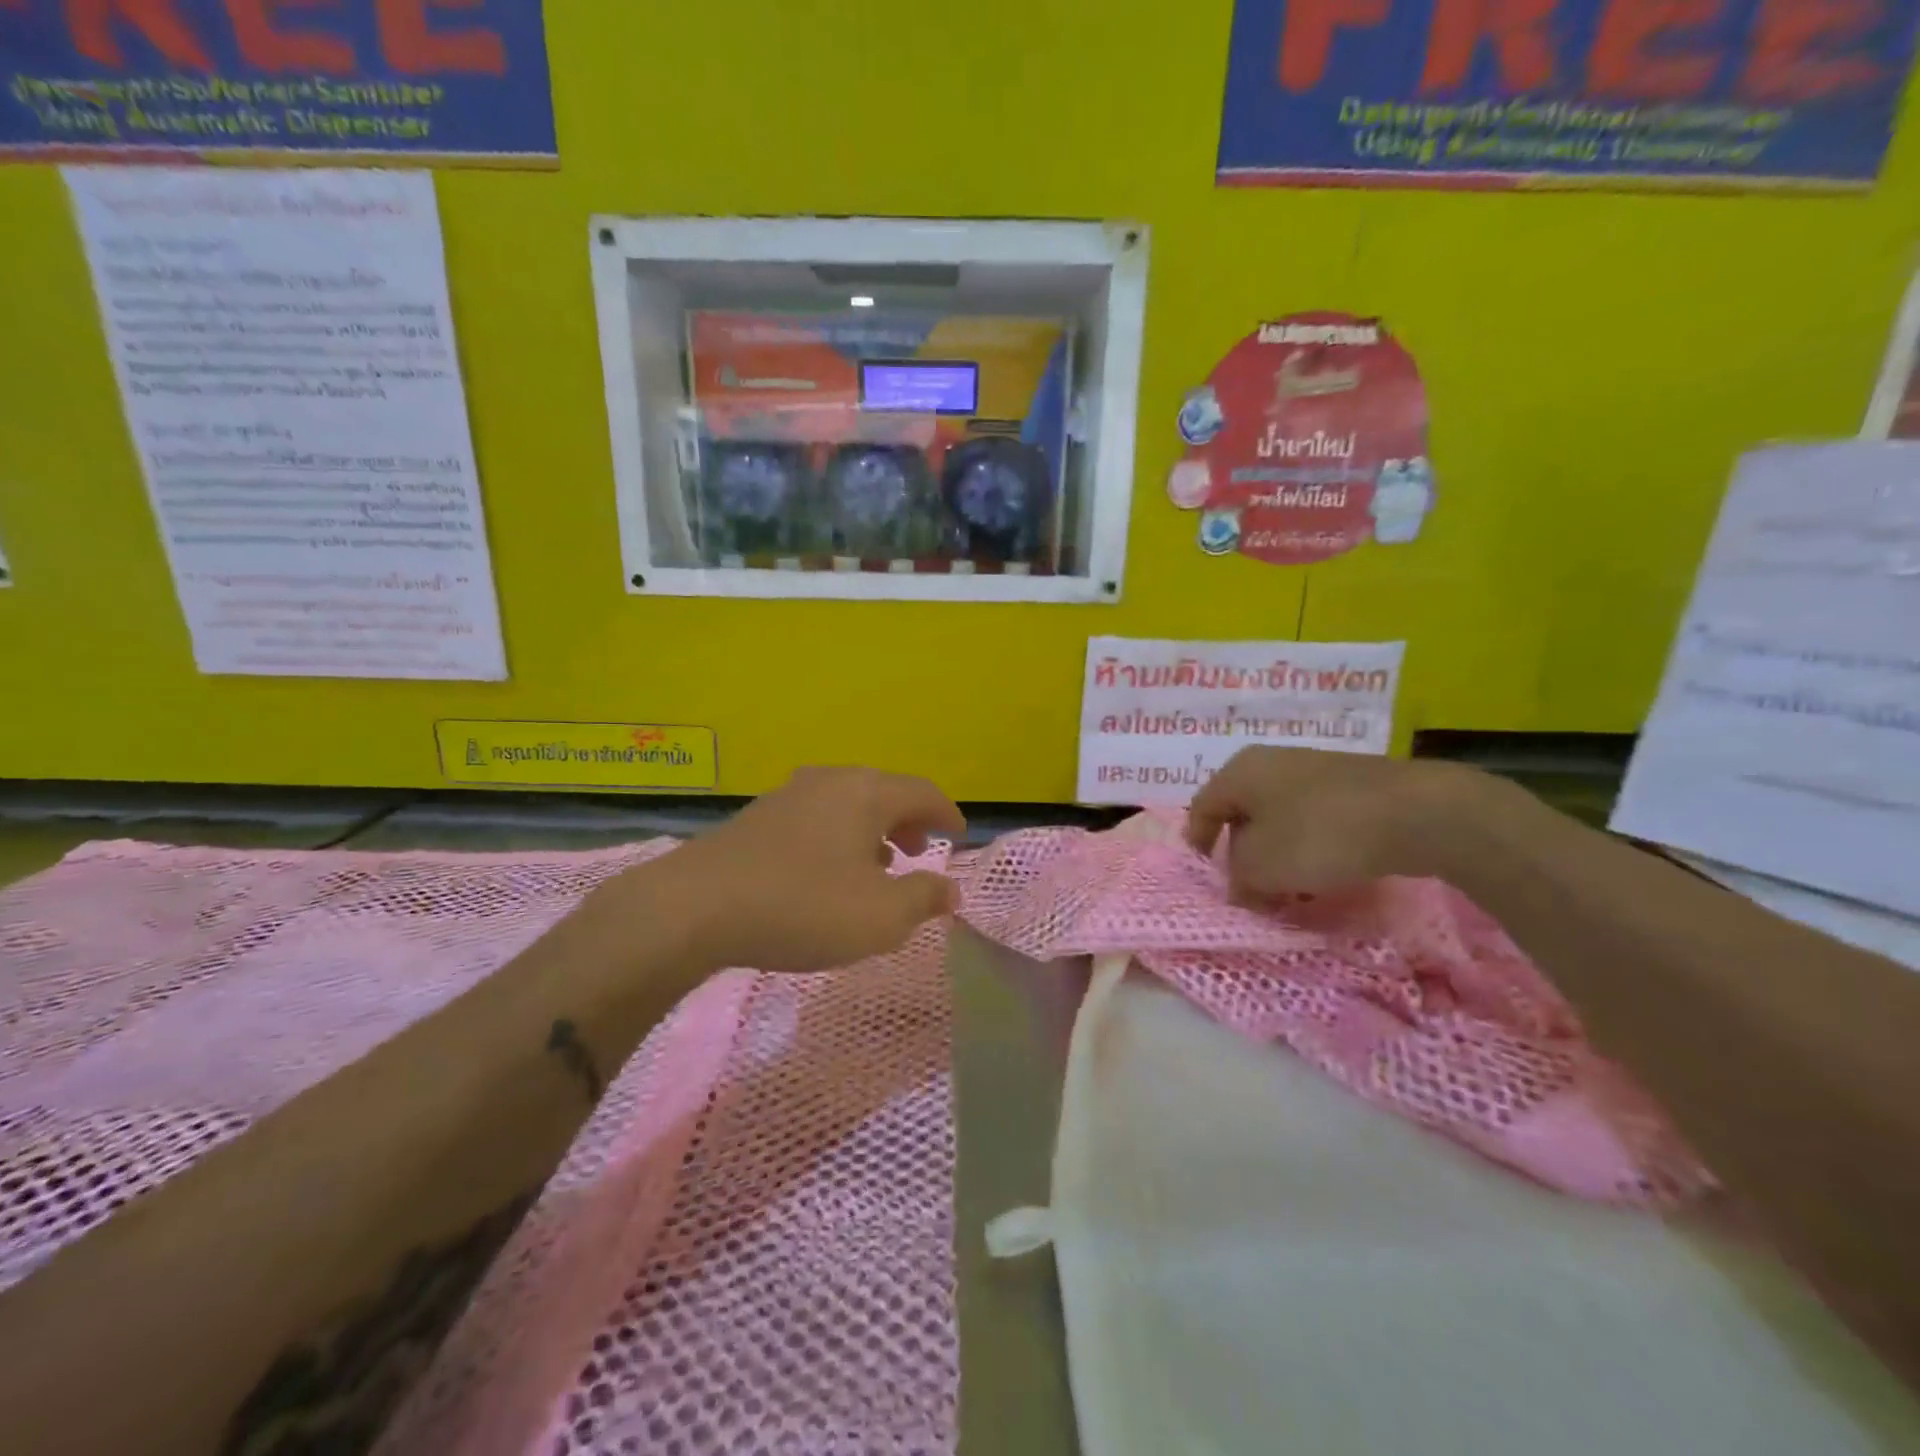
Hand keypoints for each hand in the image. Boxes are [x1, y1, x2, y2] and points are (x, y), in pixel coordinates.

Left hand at [630, 766, 965, 973]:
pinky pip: (817, 818)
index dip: (947, 813)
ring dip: (872, 831)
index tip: (958, 834)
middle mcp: (830, 781)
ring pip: (848, 805)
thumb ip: (923, 899)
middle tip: (919, 851)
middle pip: (884, 792)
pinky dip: (838, 837)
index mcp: (866, 792)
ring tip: (878, 866)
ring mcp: (789, 795)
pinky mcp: (758, 817)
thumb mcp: (880, 916)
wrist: (695, 907)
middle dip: (908, 821)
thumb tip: (950, 890)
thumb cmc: (803, 906)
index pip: (922, 792)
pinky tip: (828, 872)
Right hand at [1185, 747, 1493, 898]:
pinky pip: (1315, 821)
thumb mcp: (1261, 866)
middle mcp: (1271, 763)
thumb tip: (1239, 884)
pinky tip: (1327, 877)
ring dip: (1278, 858)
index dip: (1198, 845)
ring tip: (1292, 894)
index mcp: (1240, 771)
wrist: (1415, 812)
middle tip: (1252, 894)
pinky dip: (1311, 849)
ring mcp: (1315, 771)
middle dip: (1242, 857)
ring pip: (1280, 821)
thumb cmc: (1318, 834)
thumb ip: (1238, 878)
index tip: (1208, 880)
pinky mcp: (1352, 787)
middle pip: (1242, 815)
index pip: (1201, 807)